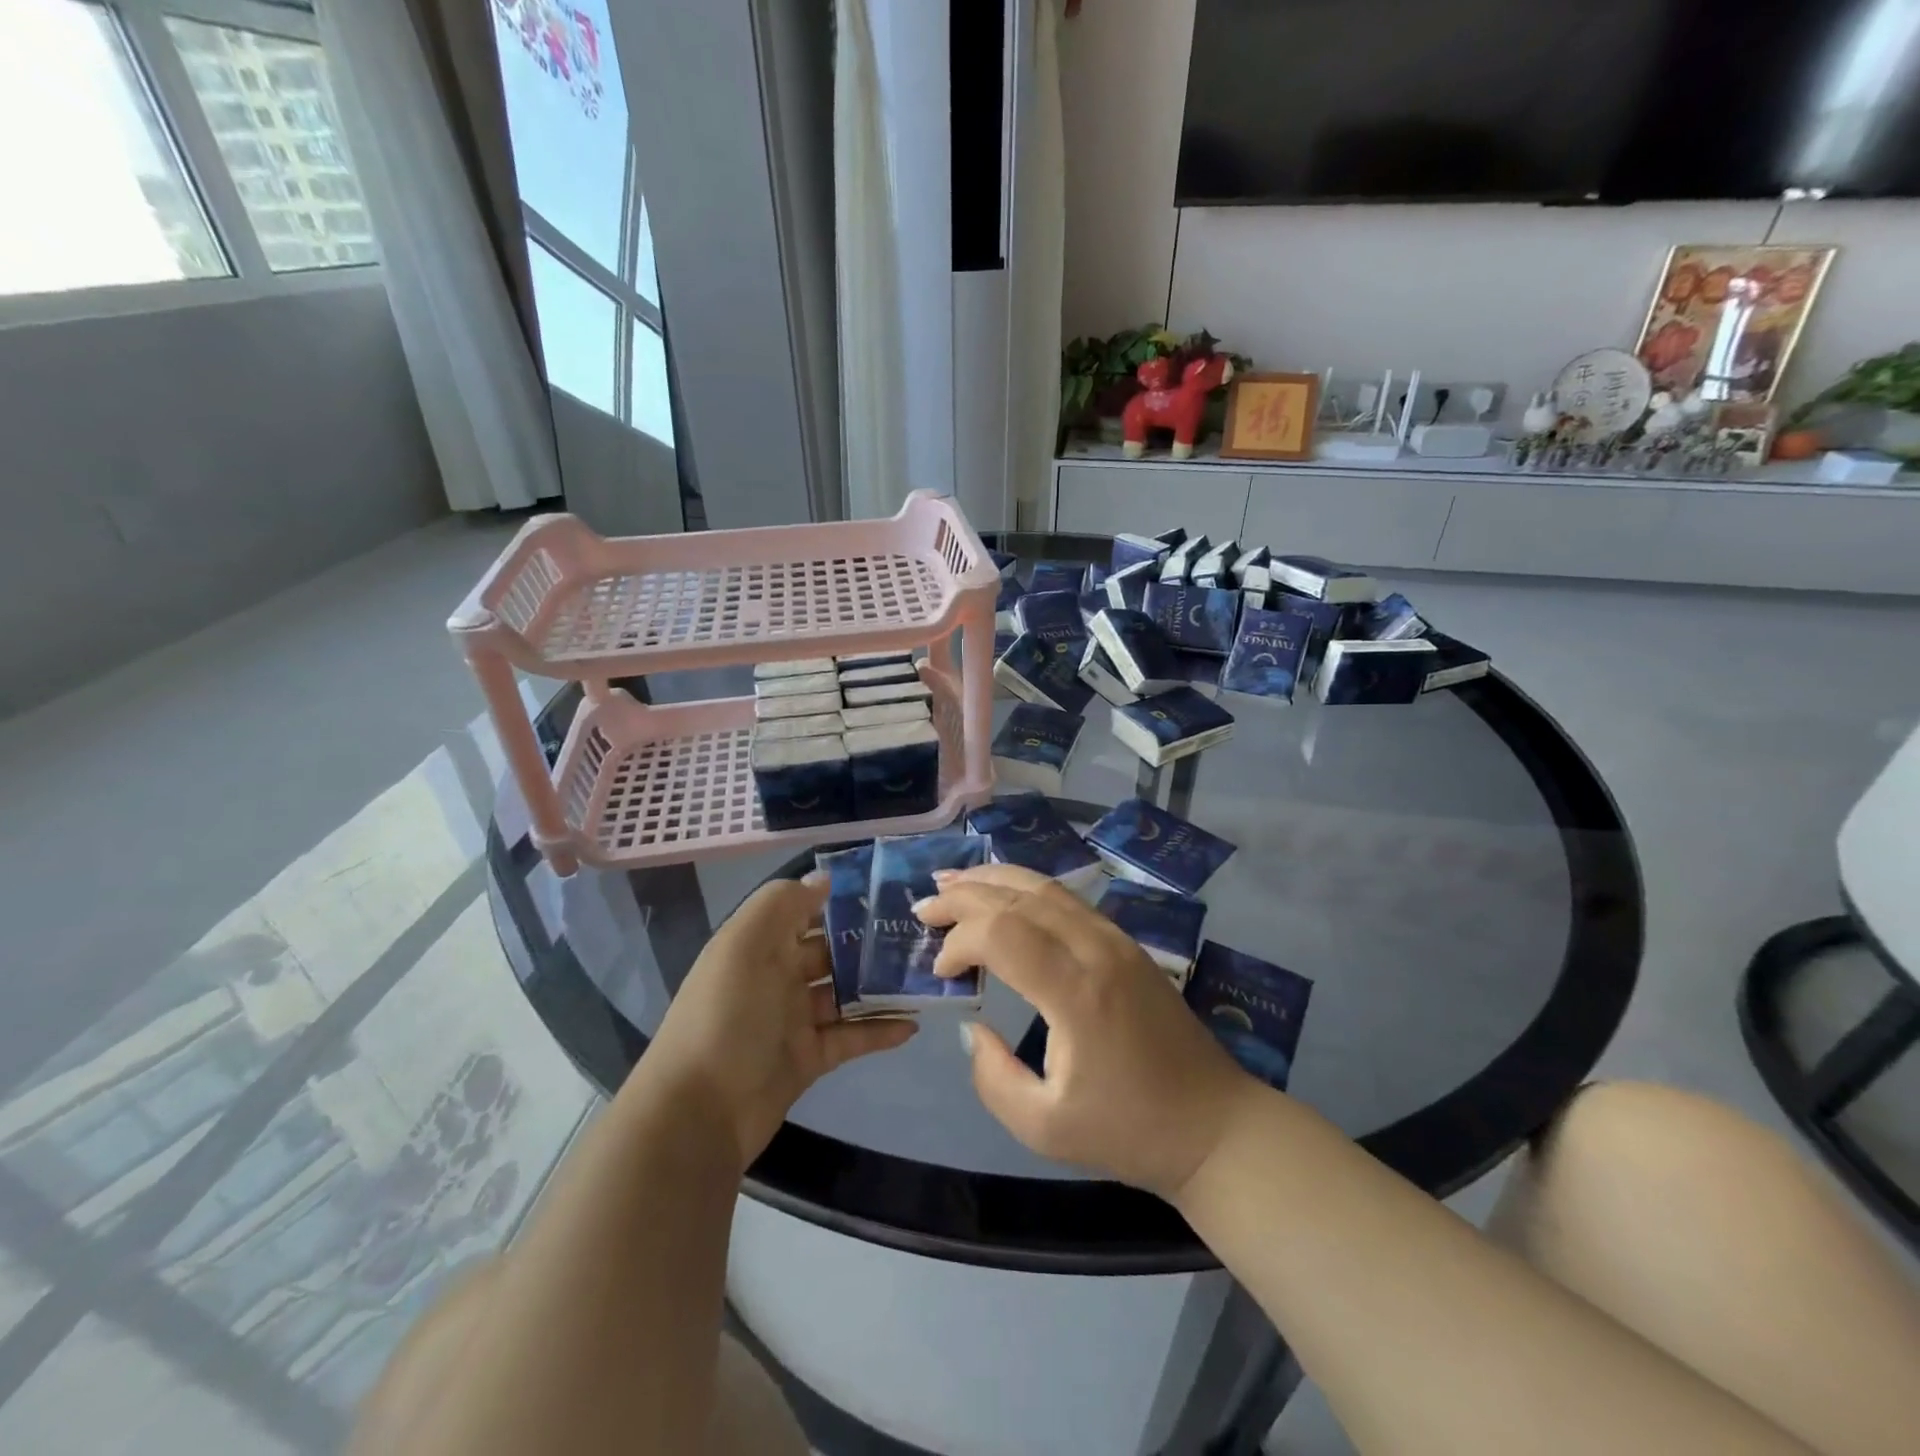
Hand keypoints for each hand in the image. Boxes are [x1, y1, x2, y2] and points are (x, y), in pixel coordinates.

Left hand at [645, 875, 915, 1169]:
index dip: (838, 899)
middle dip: (867, 942)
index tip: (885, 890)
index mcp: (759, 945)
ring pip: (844, 993)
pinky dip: (878, 1030)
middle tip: (916, 934)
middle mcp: (776, 976)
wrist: (699, 1112)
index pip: (803, 911)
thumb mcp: (745, 945)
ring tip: (922, 976)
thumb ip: (783, 904)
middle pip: (829, 951)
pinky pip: (850, 1036)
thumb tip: (823, 879)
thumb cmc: (726, 1016)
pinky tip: (911, 1025)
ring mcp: (793, 1019)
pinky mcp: (809, 1057)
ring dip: (878, 986)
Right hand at [914, 864, 1254, 1197]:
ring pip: (1044, 886)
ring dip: (993, 880)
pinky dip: (1025, 887)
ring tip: (951, 881)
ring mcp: (1116, 939)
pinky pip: (1066, 898)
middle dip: (964, 896)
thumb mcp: (1044, 1127)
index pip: (1003, 933)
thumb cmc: (1129, 1130)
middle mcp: (1096, 949)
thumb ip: (993, 1077)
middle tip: (924, 906)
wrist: (1212, 1124)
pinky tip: (1004, 893)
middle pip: (1019, 897)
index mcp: (1078, 992)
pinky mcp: (1126, 942)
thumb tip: (973, 1029)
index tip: (940, 972)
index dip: (960, 941)